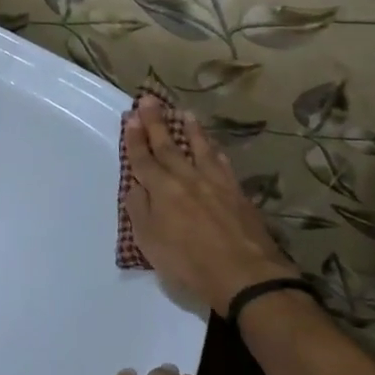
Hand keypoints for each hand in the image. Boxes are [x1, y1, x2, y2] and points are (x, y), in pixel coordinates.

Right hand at [123, 95, 299, 315]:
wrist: (244, 275)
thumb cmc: (189, 264)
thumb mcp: (150, 243)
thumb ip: (139, 210)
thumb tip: (135, 185)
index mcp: (161, 190)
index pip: (143, 159)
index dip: (135, 139)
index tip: (131, 117)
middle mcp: (187, 179)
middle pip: (169, 146)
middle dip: (156, 123)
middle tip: (150, 100)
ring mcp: (215, 183)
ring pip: (199, 149)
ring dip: (190, 130)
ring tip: (184, 113)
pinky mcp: (237, 193)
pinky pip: (223, 164)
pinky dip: (215, 152)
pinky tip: (214, 148)